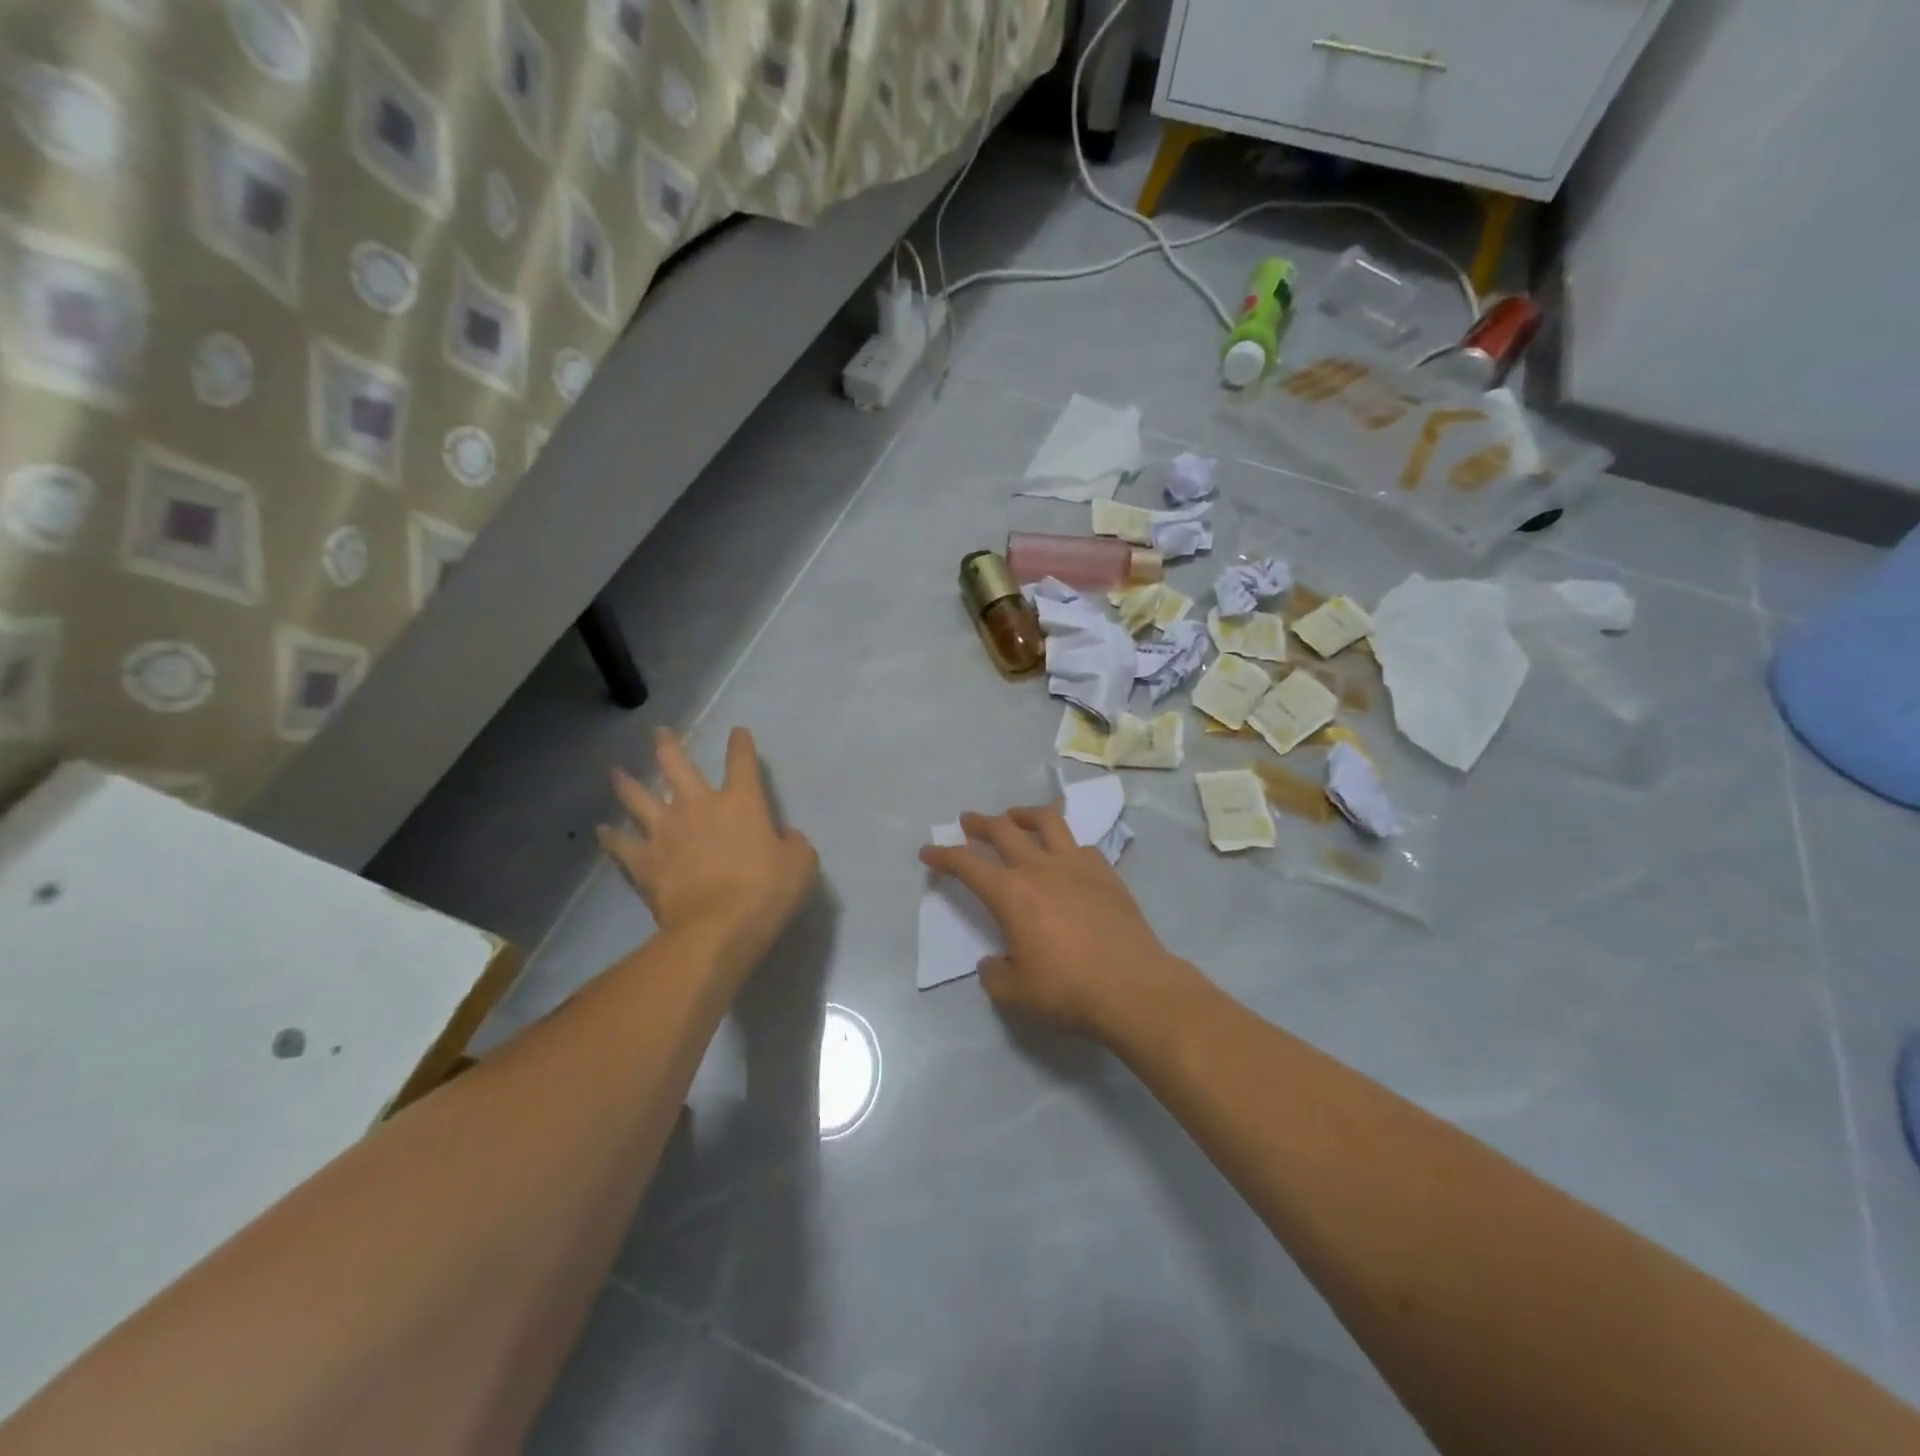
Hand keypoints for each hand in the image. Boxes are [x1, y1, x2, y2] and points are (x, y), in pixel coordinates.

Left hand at [599, 727, 817, 980]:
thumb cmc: (767, 891)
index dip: (740, 744)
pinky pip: (622, 845)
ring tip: (616, 773)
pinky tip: (602, 831)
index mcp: (741, 801)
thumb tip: (783, 836)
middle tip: (659, 733)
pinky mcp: (645, 862)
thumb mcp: (801, 864)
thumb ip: (793, 843)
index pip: (741, 761)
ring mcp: (666, 832)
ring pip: (638, 799)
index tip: (737, 732)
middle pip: (676, 766)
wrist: (718, 928)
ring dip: (627, 784)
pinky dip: (611, 837)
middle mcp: (698, 806)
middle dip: (667, 746)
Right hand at [920, 805, 1196, 1044]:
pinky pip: (1079, 844)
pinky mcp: (1106, 873)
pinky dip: (1063, 842)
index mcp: (1011, 893)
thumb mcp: (1016, 993)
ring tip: (1014, 816)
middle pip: (1004, 830)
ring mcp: (1077, 865)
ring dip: (1024, 814)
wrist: (1134, 987)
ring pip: (1047, 822)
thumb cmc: (1068, 990)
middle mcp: (1040, 868)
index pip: (967, 864)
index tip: (928, 850)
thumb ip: (995, 975)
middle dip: (981, 823)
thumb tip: (993, 963)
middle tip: (969, 821)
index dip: (944, 856)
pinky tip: (1063, 852)